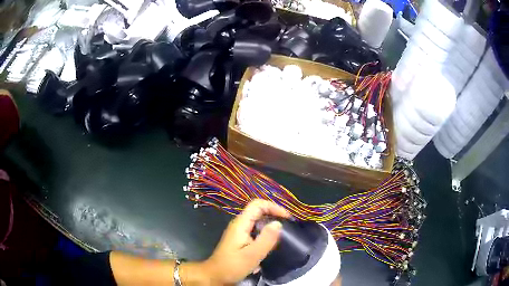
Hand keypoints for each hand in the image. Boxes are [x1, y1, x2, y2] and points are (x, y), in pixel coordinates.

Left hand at [202, 199, 289, 284]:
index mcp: (241, 224)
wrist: (215, 276)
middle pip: (259, 211)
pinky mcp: (241, 240)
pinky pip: (256, 231)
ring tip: (283, 235)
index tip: (287, 218)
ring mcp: (239, 232)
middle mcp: (239, 224)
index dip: (274, 207)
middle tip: (289, 227)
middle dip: (274, 216)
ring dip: (271, 226)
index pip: (258, 205)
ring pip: (258, 222)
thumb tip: (279, 223)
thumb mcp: (252, 255)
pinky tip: (272, 245)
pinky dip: (266, 234)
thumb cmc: (232, 266)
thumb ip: (266, 239)